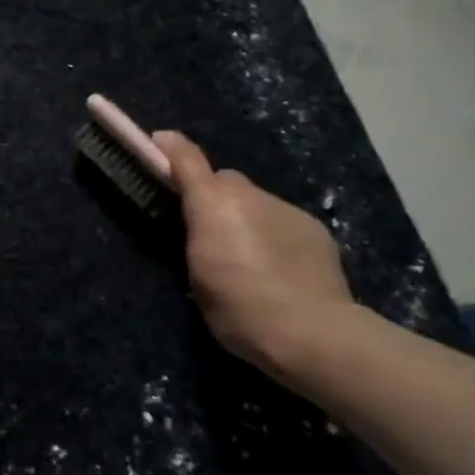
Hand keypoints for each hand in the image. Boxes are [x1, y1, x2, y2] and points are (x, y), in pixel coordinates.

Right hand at [153, 131, 358, 382]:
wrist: (312, 332)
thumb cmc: (240, 311)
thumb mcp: (199, 278)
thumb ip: (197, 239)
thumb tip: (202, 225)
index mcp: (213, 206)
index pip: (187, 160)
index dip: (171, 148)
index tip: (160, 142)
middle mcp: (249, 196)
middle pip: (225, 182)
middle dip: (215, 198)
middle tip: (211, 233)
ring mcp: (286, 208)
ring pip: (256, 202)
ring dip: (246, 218)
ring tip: (251, 258)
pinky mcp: (313, 226)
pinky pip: (282, 220)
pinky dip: (274, 233)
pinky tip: (280, 267)